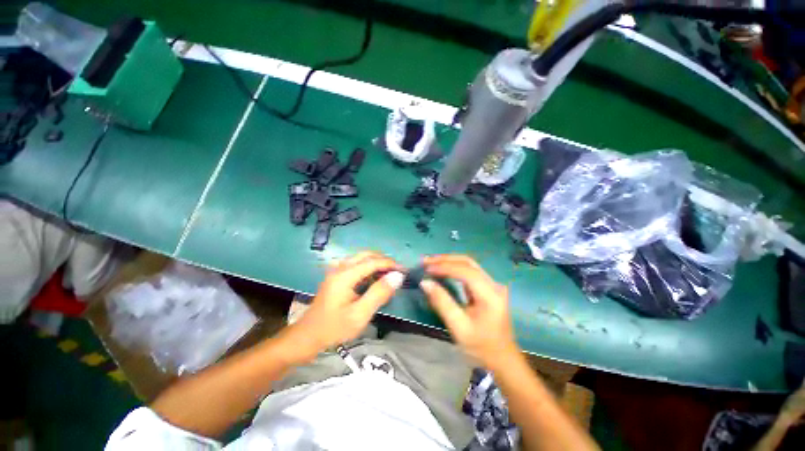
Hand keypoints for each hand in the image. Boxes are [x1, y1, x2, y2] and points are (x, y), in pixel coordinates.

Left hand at [281, 252, 403, 362]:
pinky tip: (375, 278)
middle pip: (366, 255)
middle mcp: (340, 268)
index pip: (373, 262)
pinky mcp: (336, 276)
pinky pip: (356, 264)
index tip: (404, 270)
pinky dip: (369, 267)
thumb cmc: (334, 328)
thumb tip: (397, 276)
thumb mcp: (360, 314)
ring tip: (390, 274)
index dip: (390, 264)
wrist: (307, 337)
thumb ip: (379, 293)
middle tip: (398, 271)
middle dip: (384, 260)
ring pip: (361, 258)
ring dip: (377, 262)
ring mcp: (337, 271)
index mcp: (345, 275)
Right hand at [421, 255, 518, 369]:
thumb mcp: (459, 327)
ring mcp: (492, 285)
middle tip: (426, 261)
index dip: (445, 267)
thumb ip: (442, 302)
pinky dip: (454, 268)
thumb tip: (425, 282)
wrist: (502, 359)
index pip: (466, 271)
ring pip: (469, 264)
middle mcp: (493, 284)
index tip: (426, 268)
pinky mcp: (488, 287)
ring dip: (449, 261)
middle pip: (468, 262)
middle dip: (445, 259)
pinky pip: (469, 272)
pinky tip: (442, 270)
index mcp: (490, 294)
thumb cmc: (481, 347)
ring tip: (431, 263)